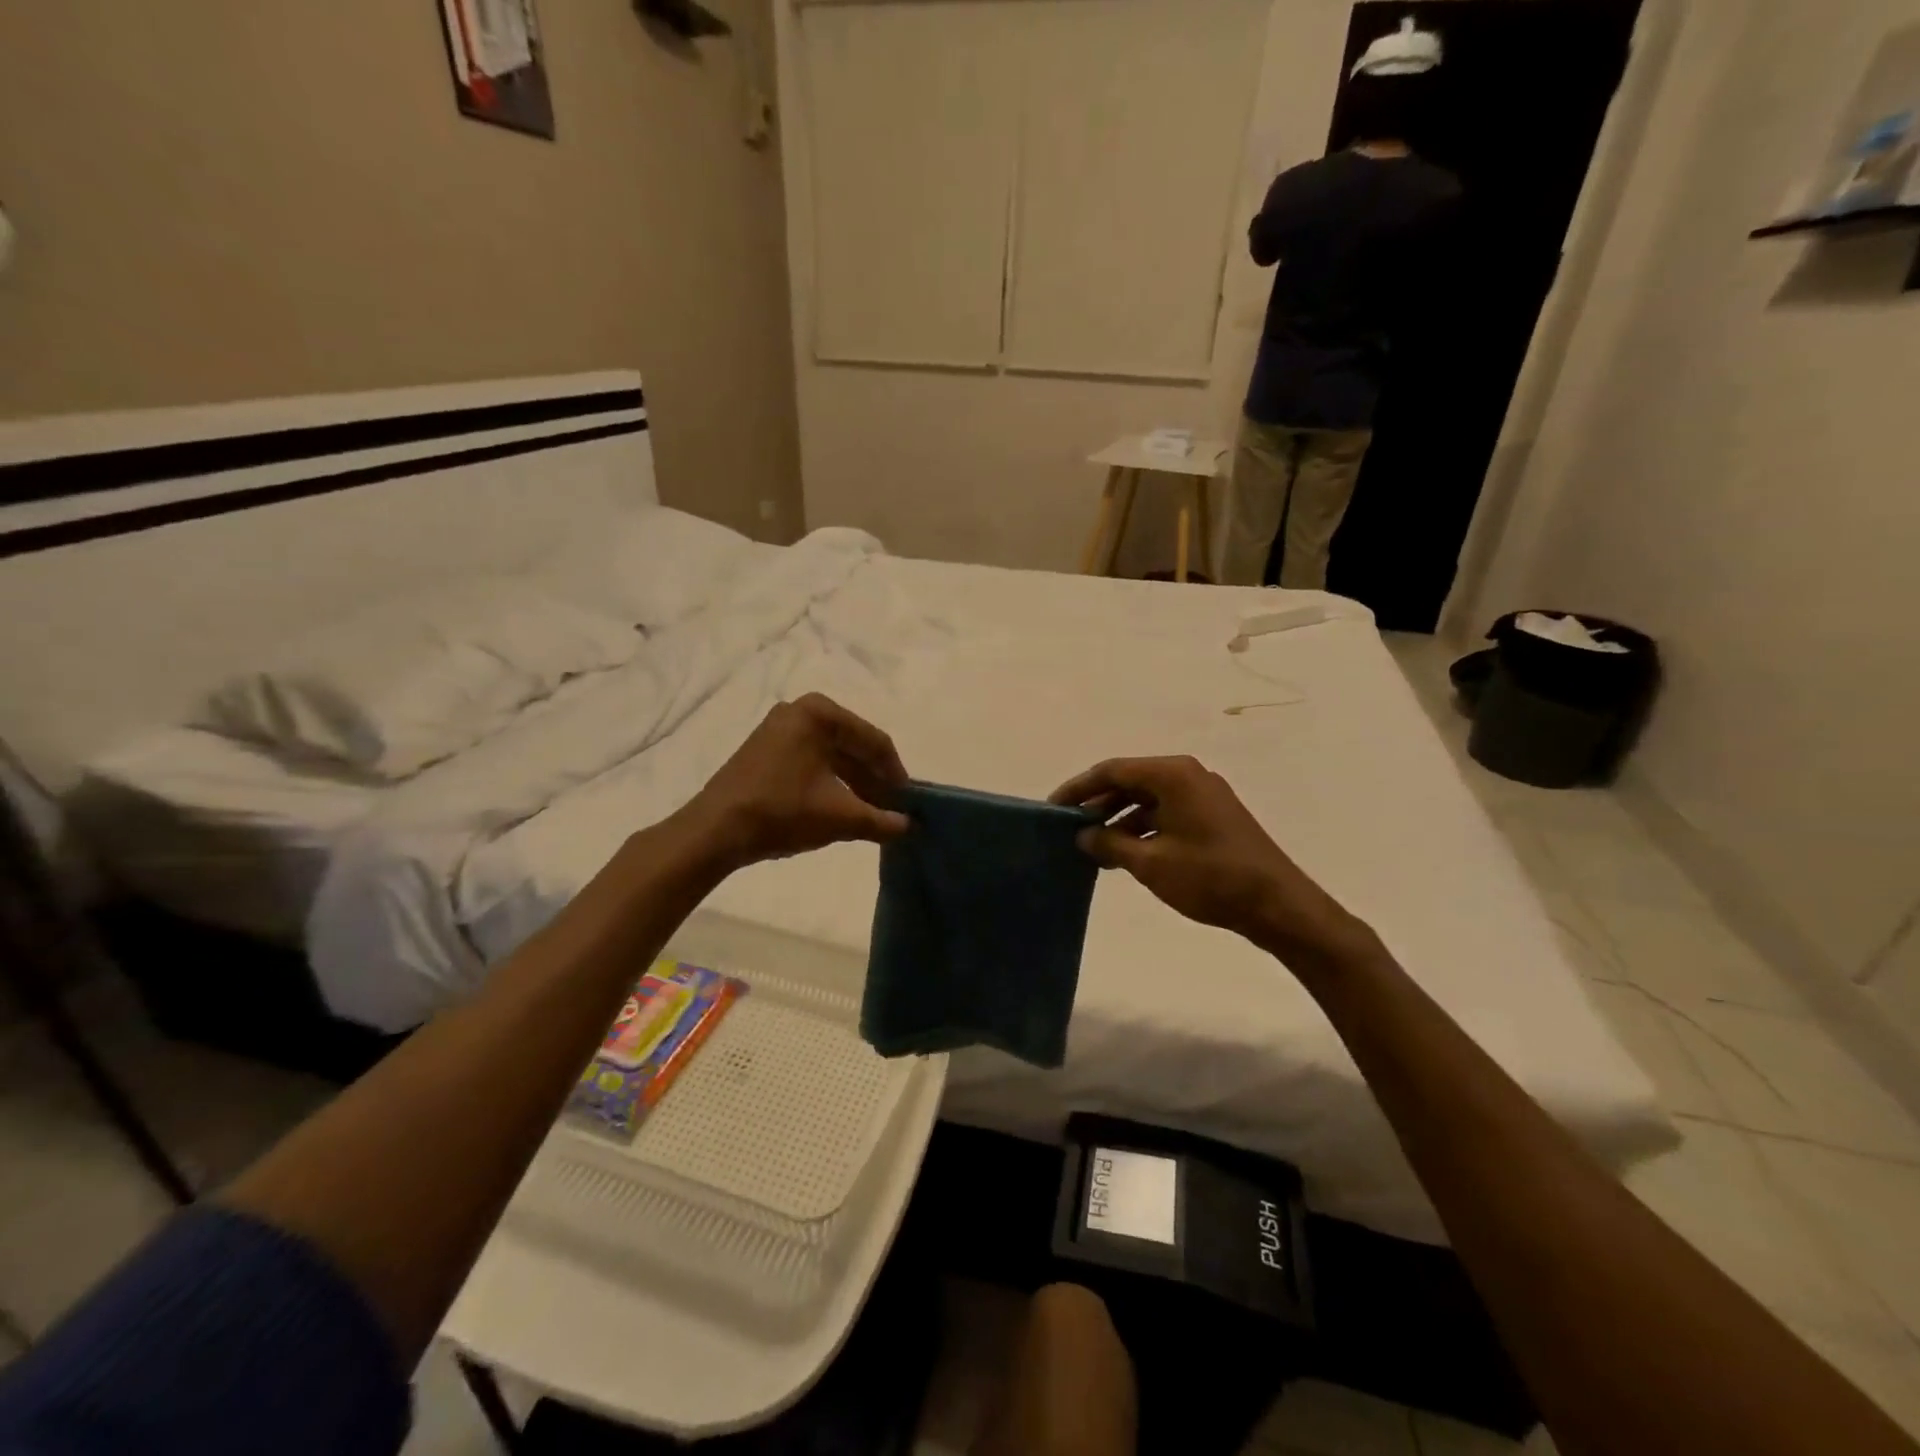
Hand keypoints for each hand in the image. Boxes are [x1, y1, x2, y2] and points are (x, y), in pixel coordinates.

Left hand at [678, 694, 910, 871]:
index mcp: (820, 713)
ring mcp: (779, 728)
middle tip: (893, 810)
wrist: (714, 831)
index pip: (874, 741)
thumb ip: (882, 820)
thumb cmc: (782, 812)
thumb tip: (909, 826)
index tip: (910, 802)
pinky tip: (842, 808)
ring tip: (871, 814)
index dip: (896, 774)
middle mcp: (799, 710)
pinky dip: (831, 783)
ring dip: (854, 784)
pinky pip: (811, 761)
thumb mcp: (841, 817)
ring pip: (832, 755)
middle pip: (853, 745)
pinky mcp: (766, 749)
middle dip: (875, 780)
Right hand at [1050, 756, 1369, 963]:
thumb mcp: (1151, 862)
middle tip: (1069, 828)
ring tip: (1093, 847)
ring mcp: (1203, 796)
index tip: (1053, 808)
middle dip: (1098, 804)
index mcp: (1173, 775)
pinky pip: (1165, 813)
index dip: (1079, 788)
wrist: (1277, 905)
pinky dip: (1142, 828)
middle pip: (1130, 781)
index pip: (1112, 770)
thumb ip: (1110, 843)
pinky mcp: (1212, 817)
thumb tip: (1082, 835)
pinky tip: (1125, 854)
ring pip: (1147, 799)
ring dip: (1119, 819)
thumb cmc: (1210, 877)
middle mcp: (1187, 776)